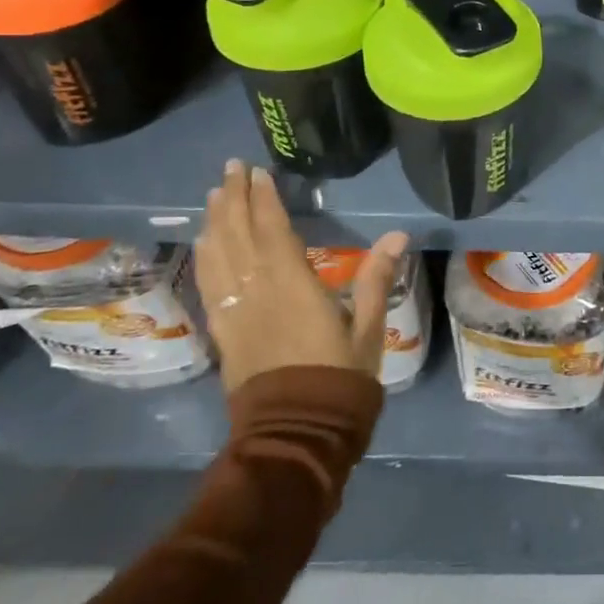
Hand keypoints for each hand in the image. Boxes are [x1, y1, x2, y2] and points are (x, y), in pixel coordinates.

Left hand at [195, 159, 409, 392]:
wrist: (296, 434)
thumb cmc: (339, 380)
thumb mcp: (367, 330)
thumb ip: (375, 280)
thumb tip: (397, 236)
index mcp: (294, 286)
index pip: (272, 231)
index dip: (263, 200)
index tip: (257, 172)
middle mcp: (257, 292)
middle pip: (238, 236)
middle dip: (233, 200)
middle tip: (230, 170)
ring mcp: (235, 312)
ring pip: (218, 256)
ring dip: (215, 222)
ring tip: (214, 196)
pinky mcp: (224, 332)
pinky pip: (209, 285)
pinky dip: (206, 257)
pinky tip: (206, 244)